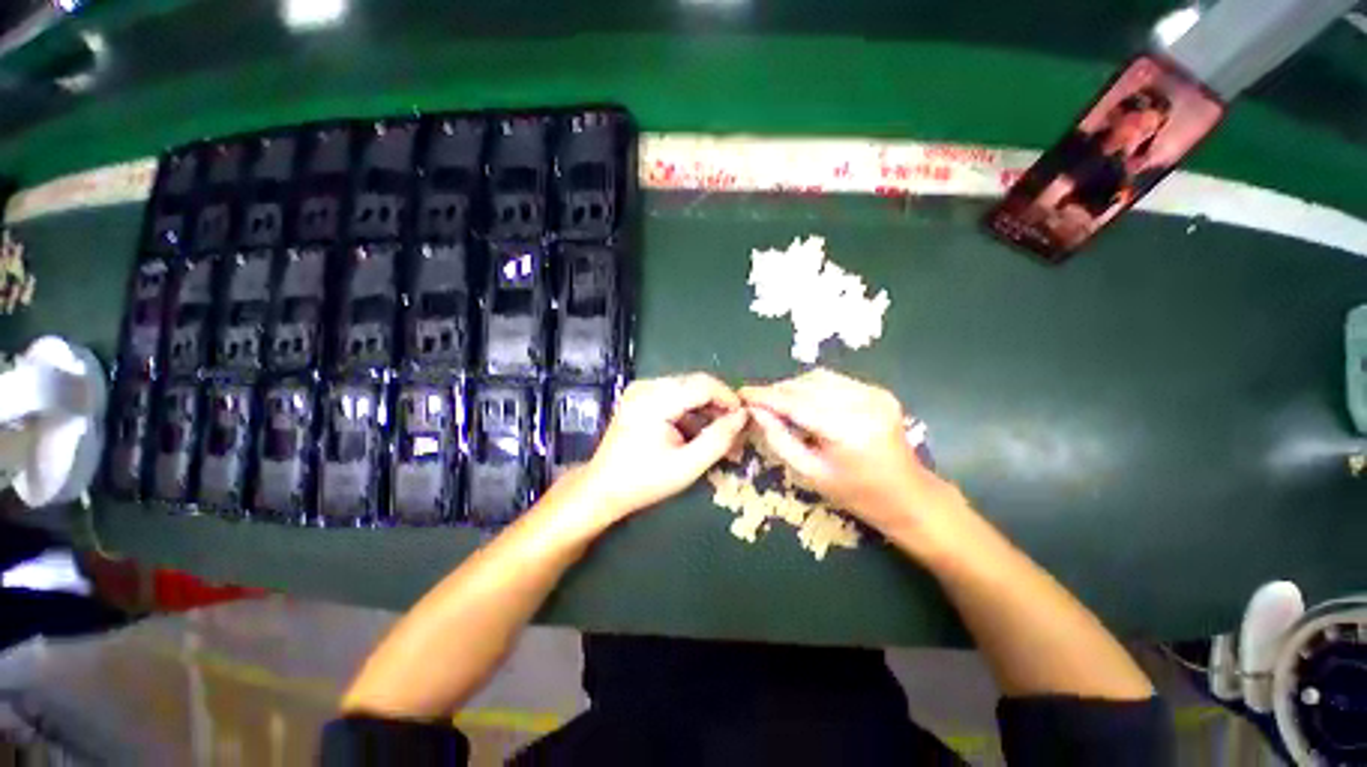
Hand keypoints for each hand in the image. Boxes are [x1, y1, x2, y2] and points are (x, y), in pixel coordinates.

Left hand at [577, 373, 747, 521]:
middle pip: (695, 383)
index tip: (744, 418)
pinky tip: (698, 431)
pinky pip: (675, 394)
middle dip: (719, 403)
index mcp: (654, 401)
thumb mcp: (687, 466)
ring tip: (720, 432)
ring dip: (706, 407)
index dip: (728, 398)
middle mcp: (646, 386)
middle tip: (735, 428)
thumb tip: (743, 416)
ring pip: (687, 388)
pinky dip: (691, 410)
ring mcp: (641, 389)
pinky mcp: (640, 395)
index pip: (703, 384)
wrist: (603, 488)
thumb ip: (718, 439)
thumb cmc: (644, 481)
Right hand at [739, 368, 969, 551]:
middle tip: (758, 402)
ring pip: (819, 378)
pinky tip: (804, 402)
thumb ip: (779, 439)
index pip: (795, 403)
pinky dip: (813, 388)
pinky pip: (834, 381)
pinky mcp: (879, 391)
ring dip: (793, 388)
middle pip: (806, 385)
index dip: (765, 396)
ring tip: (778, 403)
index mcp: (847, 430)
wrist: (909, 496)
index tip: (742, 392)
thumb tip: (756, 411)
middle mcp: (863, 404)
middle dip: (778, 391)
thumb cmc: (856, 494)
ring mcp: (874, 394)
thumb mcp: (810, 473)